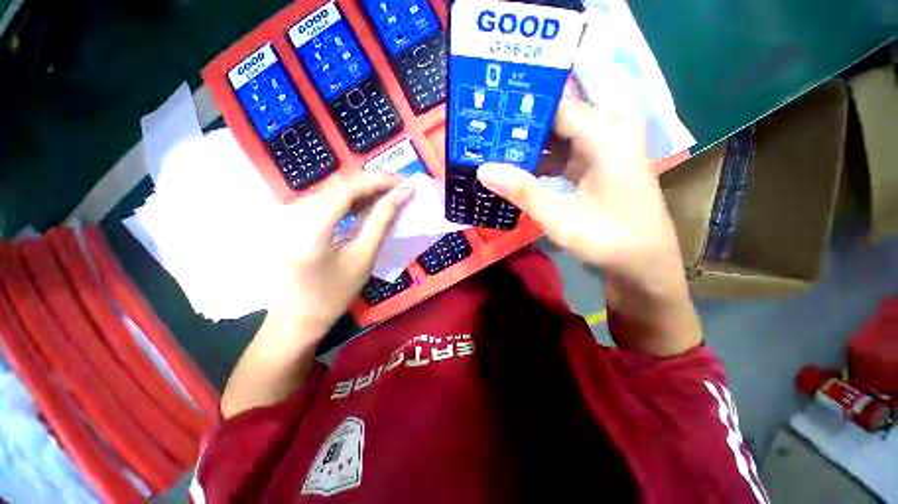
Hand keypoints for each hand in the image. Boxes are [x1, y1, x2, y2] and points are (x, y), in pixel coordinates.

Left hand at [267, 171, 412, 340]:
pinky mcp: (289, 219)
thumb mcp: (363, 257)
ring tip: (387, 198)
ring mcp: (286, 215)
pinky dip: (348, 200)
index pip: (347, 187)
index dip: (377, 179)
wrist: (296, 318)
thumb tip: (402, 195)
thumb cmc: (333, 294)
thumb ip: (382, 221)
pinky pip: (323, 200)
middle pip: (338, 185)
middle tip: (399, 191)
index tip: (403, 183)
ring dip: (362, 190)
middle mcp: (292, 213)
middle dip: (372, 183)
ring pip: (331, 190)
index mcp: (309, 227)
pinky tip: (364, 206)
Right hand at [476, 99, 700, 354]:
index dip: (521, 113)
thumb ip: (521, 191)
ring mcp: (607, 146)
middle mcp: (610, 130)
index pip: (555, 108)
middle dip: (521, 131)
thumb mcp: (559, 216)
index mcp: (606, 134)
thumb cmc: (608, 239)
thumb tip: (482, 169)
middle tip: (485, 138)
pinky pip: (566, 152)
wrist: (644, 263)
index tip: (488, 119)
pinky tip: (519, 170)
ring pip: (560, 137)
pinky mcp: (601, 162)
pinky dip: (543, 161)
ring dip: (530, 148)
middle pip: (557, 120)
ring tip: (494, 153)